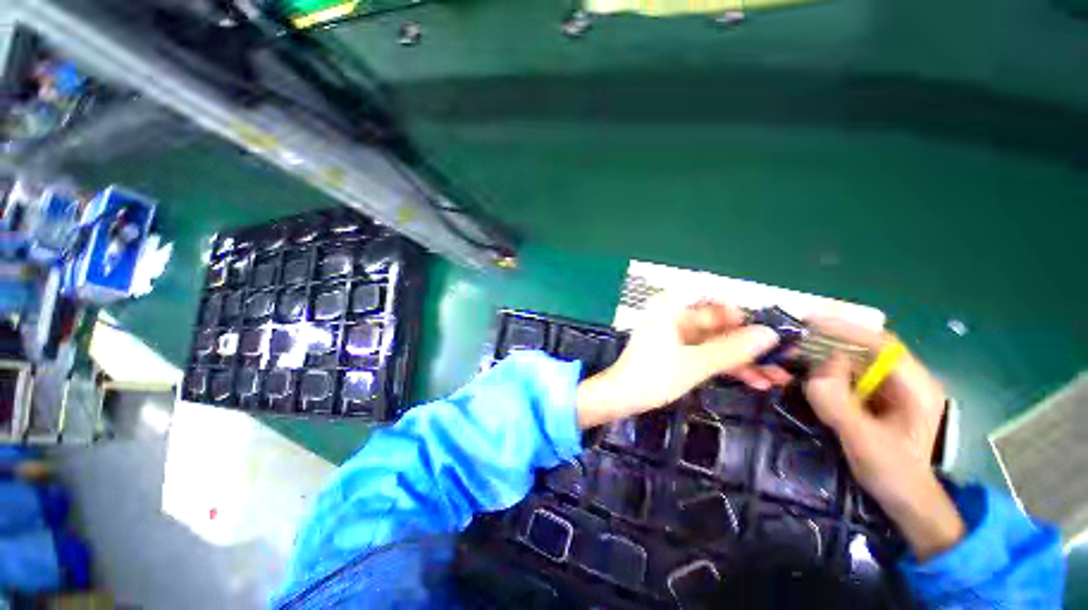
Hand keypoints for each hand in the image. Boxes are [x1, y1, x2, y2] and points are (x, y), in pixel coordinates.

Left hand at [576, 296, 782, 429]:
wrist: (622, 397)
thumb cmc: (652, 376)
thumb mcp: (696, 363)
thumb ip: (732, 349)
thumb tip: (770, 335)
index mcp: (671, 308)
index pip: (711, 296)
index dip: (740, 310)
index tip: (764, 328)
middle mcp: (674, 316)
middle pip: (718, 323)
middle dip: (749, 342)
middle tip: (782, 356)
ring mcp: (676, 335)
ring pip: (716, 341)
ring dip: (743, 358)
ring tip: (777, 376)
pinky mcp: (677, 352)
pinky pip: (706, 352)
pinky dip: (727, 365)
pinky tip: (755, 381)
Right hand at [803, 318, 963, 560]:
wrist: (905, 500)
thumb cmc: (892, 472)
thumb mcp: (864, 439)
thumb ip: (839, 402)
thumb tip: (817, 366)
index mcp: (915, 386)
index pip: (881, 344)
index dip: (845, 329)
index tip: (809, 322)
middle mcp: (903, 380)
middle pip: (864, 348)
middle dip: (827, 341)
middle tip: (792, 338)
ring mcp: (888, 389)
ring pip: (852, 360)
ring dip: (822, 355)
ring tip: (792, 355)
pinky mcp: (874, 398)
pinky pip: (846, 376)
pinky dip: (824, 371)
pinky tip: (806, 375)